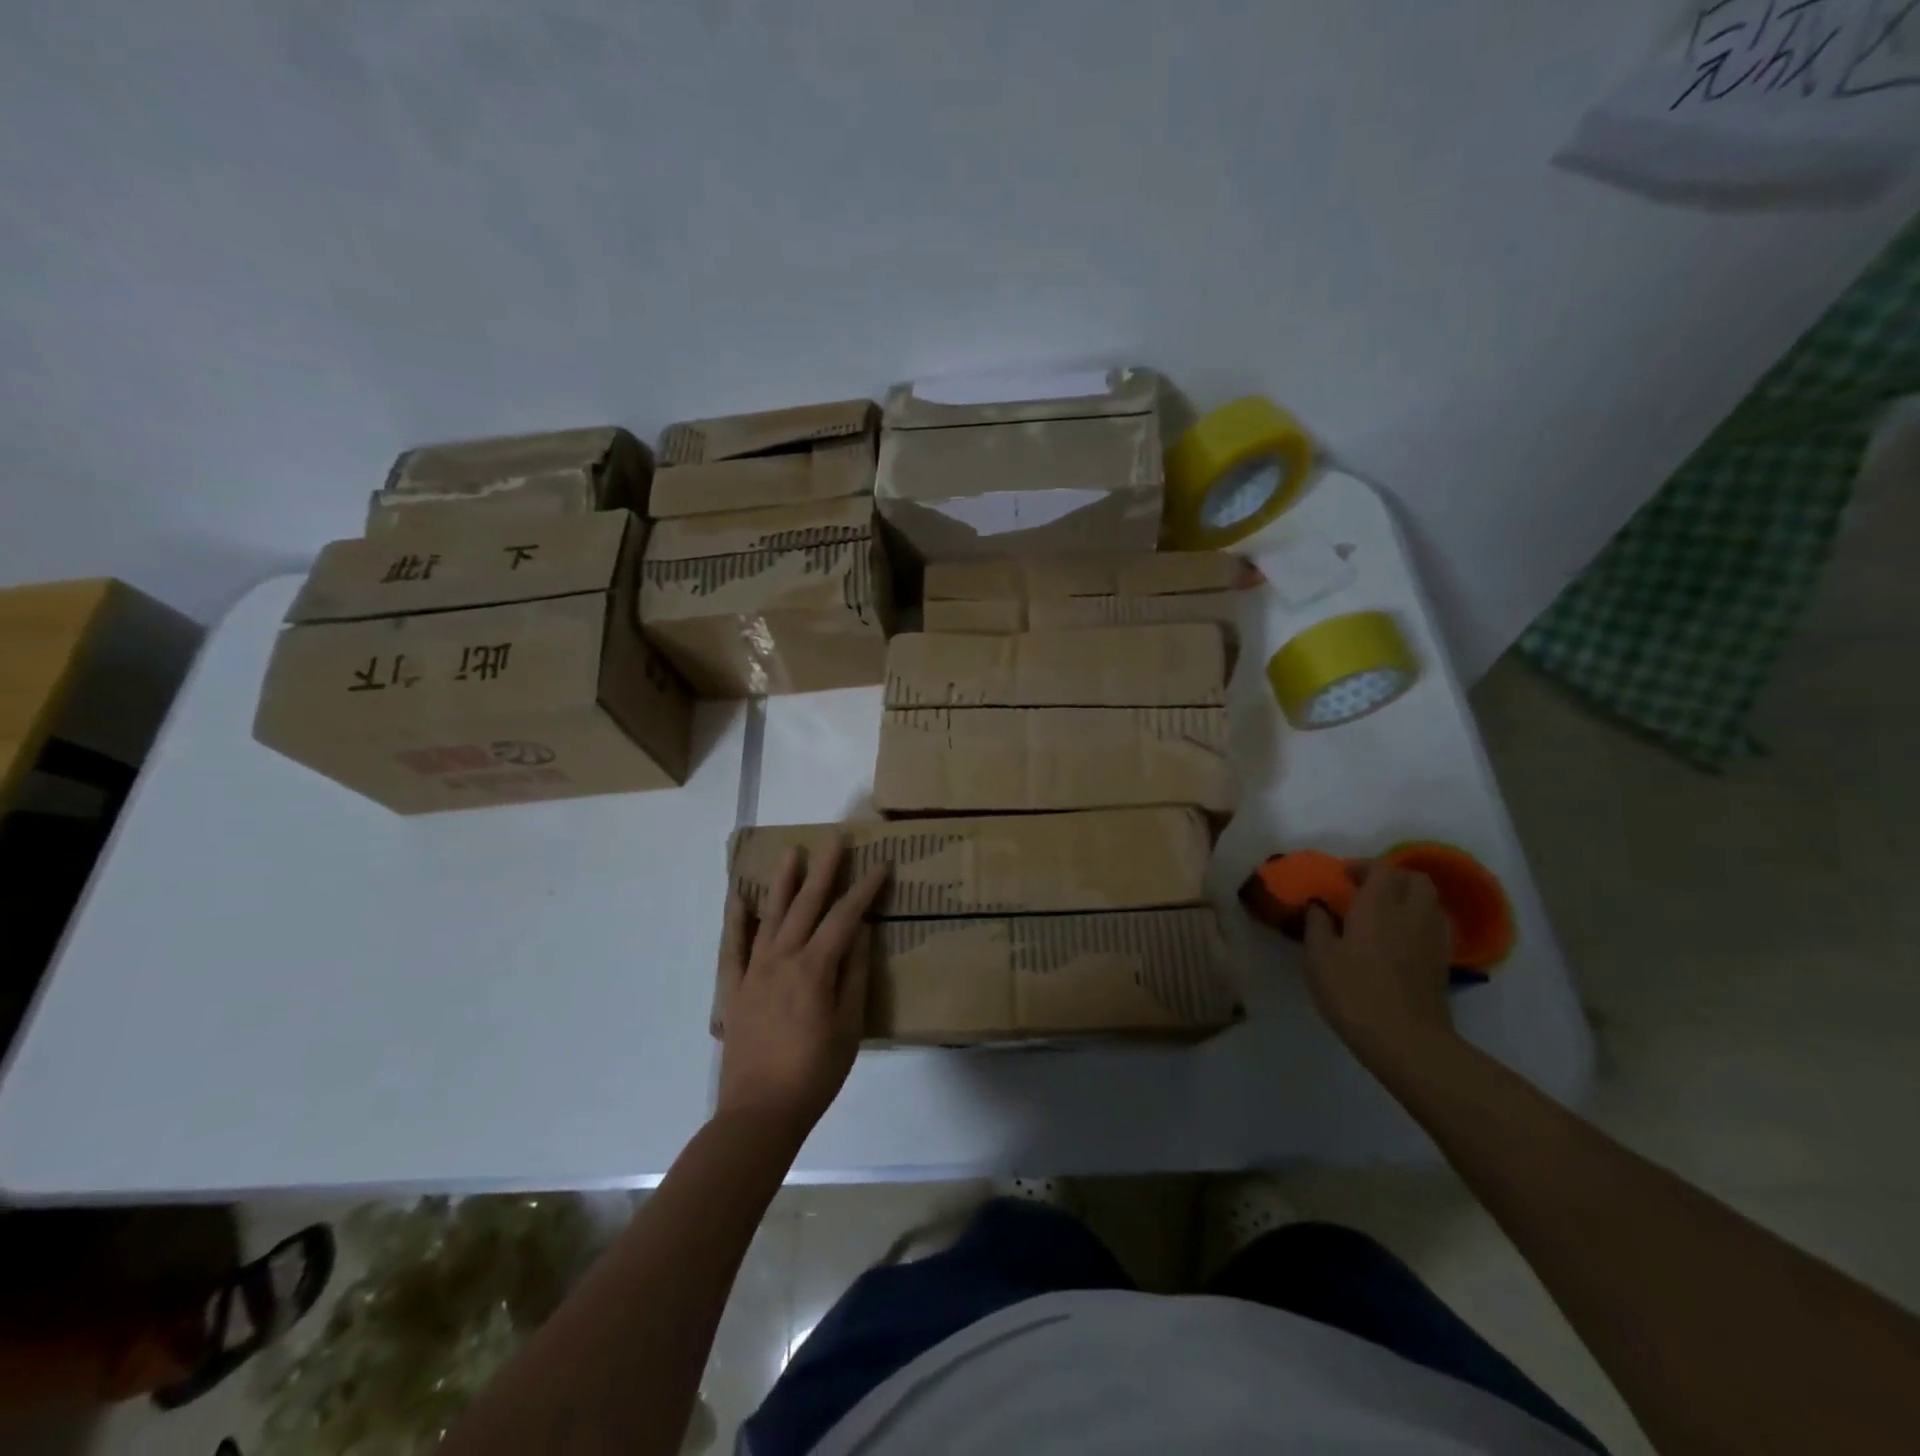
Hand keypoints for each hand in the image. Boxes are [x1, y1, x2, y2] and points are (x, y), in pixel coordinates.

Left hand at [716, 840, 887, 1139]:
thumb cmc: (815, 1073)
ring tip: (792, 852)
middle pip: (807, 905)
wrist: (760, 1113)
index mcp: (815, 968)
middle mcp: (783, 959)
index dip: (864, 890)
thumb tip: (862, 934)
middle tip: (835, 839)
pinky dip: (735, 920)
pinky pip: (733, 947)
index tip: (880, 865)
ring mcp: (754, 971)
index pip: (845, 918)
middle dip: (824, 870)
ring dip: (783, 882)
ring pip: (770, 916)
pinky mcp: (734, 988)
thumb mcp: (850, 1028)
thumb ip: (855, 977)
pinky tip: (739, 898)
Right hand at [1304, 862, 1456, 1068]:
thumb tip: (1318, 906)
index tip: (1342, 877)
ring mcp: (1432, 938)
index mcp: (1378, 907)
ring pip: (1429, 901)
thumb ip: (1317, 926)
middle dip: (1392, 877)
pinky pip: (1434, 924)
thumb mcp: (1319, 958)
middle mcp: (1411, 914)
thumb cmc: (1353, 993)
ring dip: (1408, 897)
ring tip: (1383, 912)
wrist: (1406, 1040)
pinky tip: (1399, 938)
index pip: (1381, 869)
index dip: (1362, 867)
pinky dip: (1418, 920)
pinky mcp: (1442, 961)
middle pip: (1415, 879)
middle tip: (1366, 889)